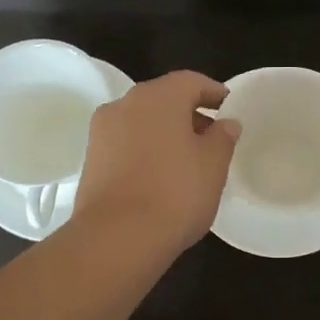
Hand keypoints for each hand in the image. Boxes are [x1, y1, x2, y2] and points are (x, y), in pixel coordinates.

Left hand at [75, 71, 240, 253]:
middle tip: (211, 135)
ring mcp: (102, 132)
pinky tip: (160, 174)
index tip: (228, 106)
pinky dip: (145, 149)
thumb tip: (226, 123)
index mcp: (158, 97)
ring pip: (141, 121)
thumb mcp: (213, 166)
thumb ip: (222, 138)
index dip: (213, 92)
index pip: (190, 81)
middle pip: (162, 99)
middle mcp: (125, 104)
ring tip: (187, 159)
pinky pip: (125, 143)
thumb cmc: (175, 194)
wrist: (117, 238)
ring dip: (164, 132)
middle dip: (187, 112)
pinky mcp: (91, 159)